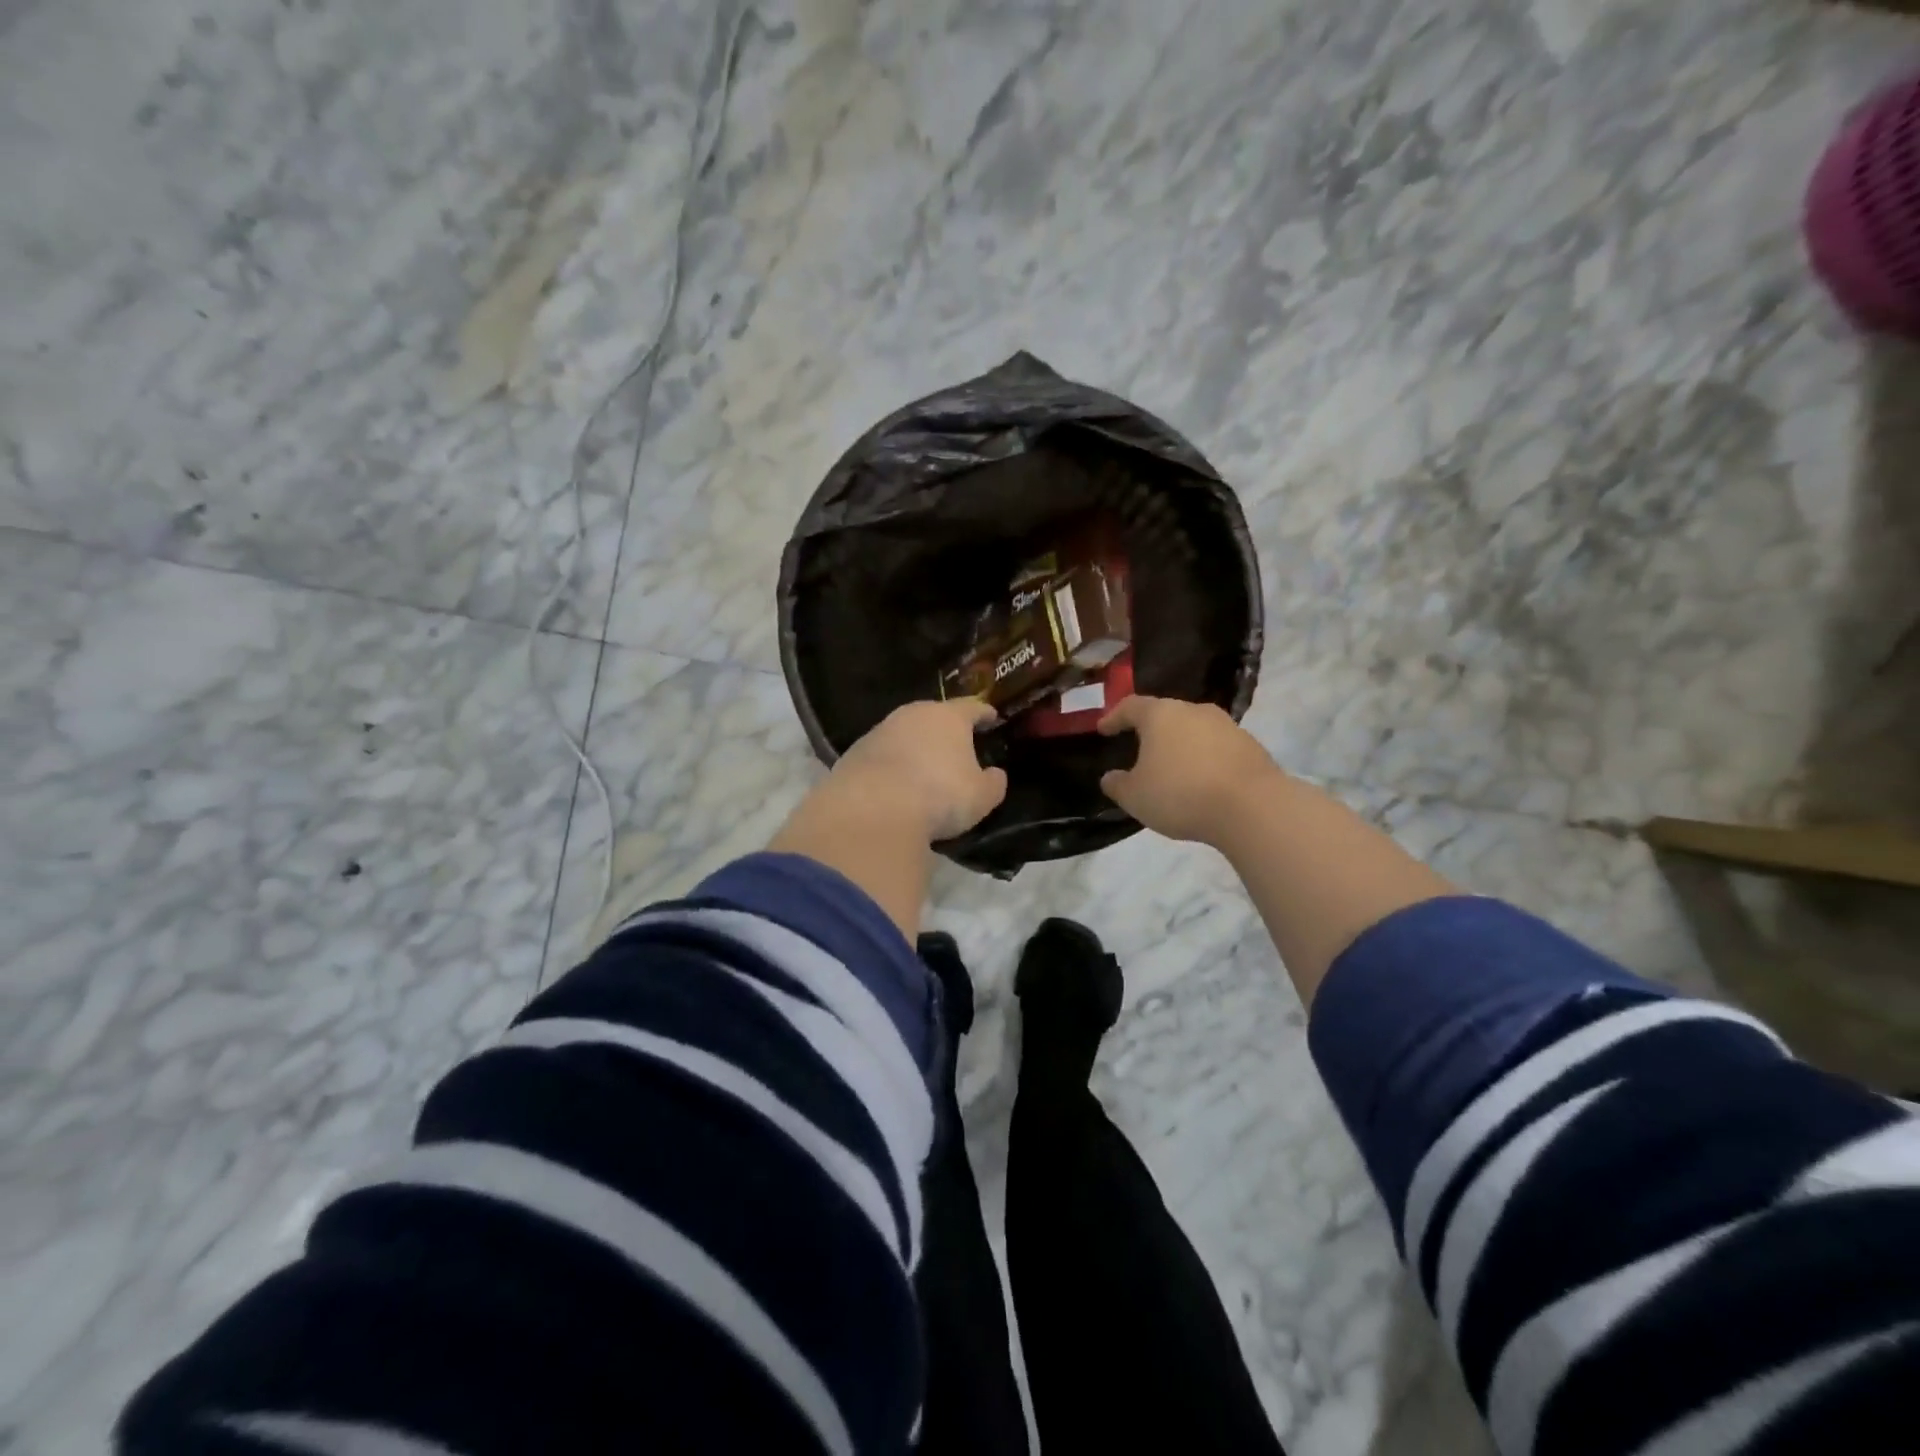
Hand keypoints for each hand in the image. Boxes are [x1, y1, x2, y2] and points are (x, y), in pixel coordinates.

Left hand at [826, 698, 1008, 840]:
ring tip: (924, 767)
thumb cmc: (939, 795)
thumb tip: (995, 774)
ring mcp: (880, 731)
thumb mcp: (980, 796)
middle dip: (945, 729)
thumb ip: (992, 783)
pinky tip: (895, 784)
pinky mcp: (855, 752)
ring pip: (905, 733)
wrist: (872, 809)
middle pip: (934, 716)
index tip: (991, 716)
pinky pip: (882, 755)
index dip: (984, 713)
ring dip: (915, 746)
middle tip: (956, 744)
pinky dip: (892, 765)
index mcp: (949, 717)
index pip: (972, 707)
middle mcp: (913, 714)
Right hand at [1097, 695, 1284, 845]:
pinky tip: (1201, 781)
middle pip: (1165, 715)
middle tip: (1139, 749)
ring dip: (1180, 746)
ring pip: (1194, 730)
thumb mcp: (1135, 796)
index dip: (1114, 717)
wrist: (1252, 807)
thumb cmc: (1181, 794)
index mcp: (1160, 715)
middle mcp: (1194, 710)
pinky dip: (1204, 760)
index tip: (1103, 729)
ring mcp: (1226, 725)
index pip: (1130, 706)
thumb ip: (1117, 784)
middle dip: (1150, 731)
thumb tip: (1110, 777)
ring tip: (1172, 768)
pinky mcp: (1250, 745)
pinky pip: (1217, 748)